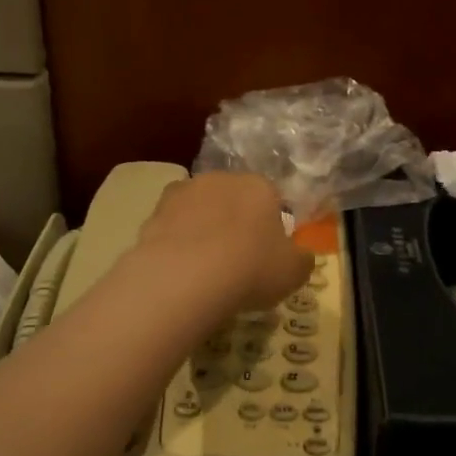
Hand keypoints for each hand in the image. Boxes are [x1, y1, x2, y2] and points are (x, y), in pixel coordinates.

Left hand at [136, 172, 313, 312]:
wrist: (186, 276)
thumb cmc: (251, 268)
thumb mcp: (294, 272)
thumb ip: (302, 259)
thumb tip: (301, 256)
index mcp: (259, 186)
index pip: (271, 198)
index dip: (270, 226)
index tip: (267, 254)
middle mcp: (220, 179)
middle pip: (232, 199)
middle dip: (235, 222)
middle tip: (237, 259)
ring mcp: (183, 192)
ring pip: (200, 210)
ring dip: (203, 229)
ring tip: (204, 267)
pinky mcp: (153, 212)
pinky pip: (173, 227)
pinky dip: (177, 243)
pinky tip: (181, 270)